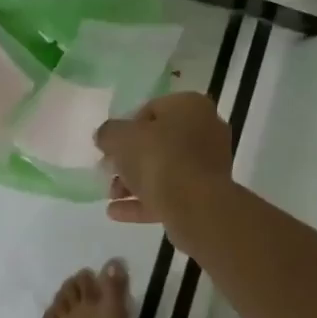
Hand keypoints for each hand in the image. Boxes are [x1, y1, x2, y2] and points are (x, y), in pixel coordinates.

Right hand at [94, 92, 233, 224]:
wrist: (196, 206)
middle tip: (109, 171)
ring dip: (135, 182)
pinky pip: (171, 193)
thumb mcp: (120, 138)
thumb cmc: (158, 158)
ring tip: (111, 195)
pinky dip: (145, 201)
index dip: (126, 128)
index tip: (112, 146)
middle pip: (159, 142)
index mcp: (190, 106)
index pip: (152, 109)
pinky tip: (116, 211)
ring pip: (165, 169)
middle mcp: (206, 129)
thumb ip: (108, 133)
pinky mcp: (207, 195)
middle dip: (130, 159)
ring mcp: (209, 164)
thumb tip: (106, 137)